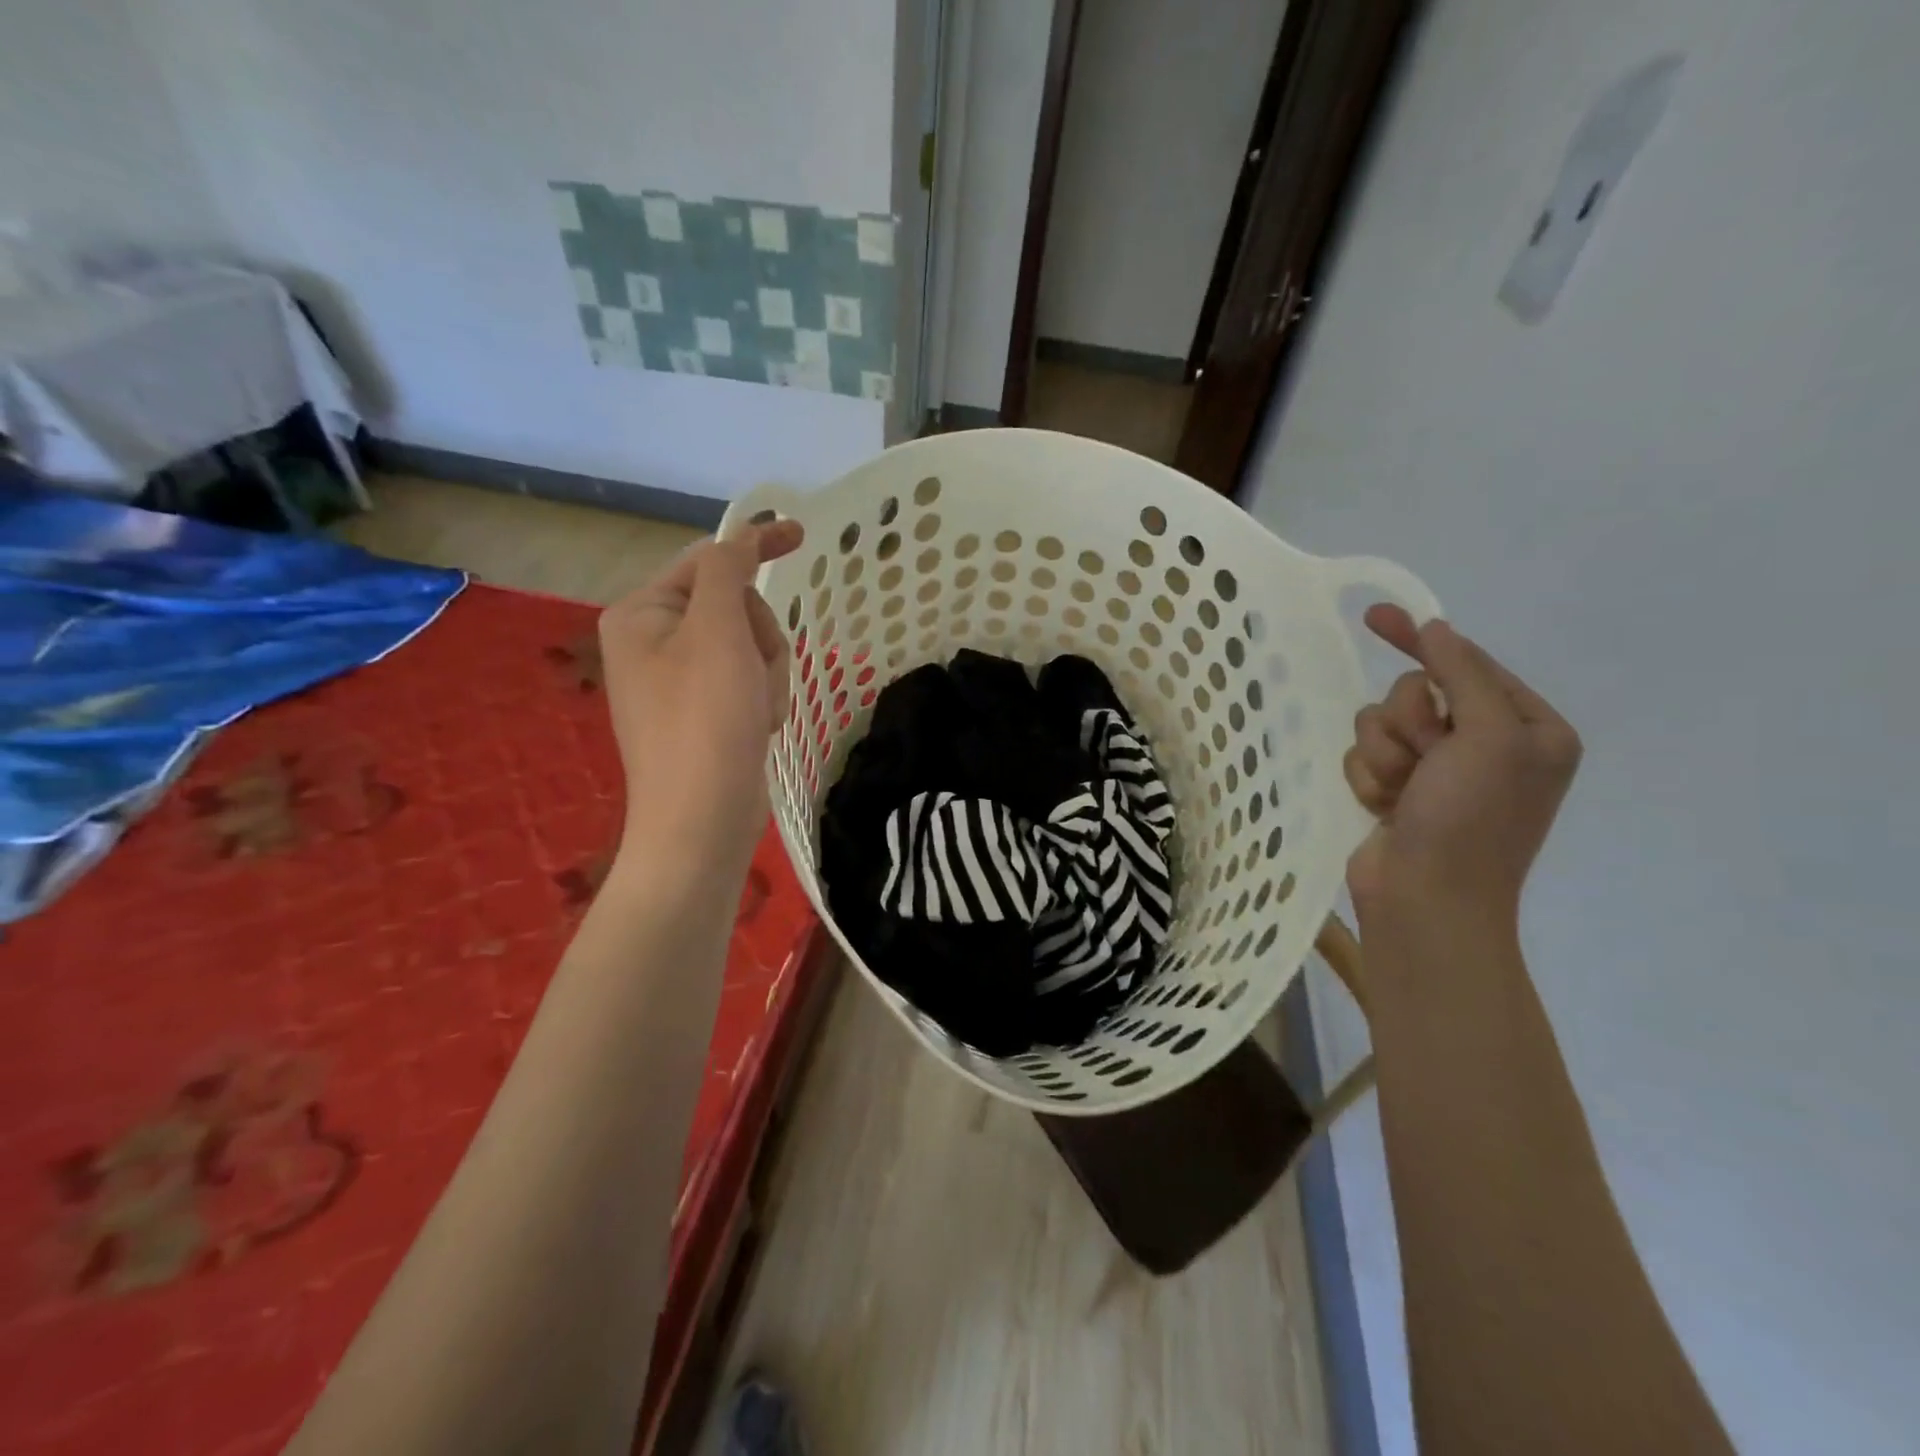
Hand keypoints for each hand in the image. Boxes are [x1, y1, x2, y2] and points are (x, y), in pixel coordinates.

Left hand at [598, 520, 803, 875]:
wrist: (702, 819)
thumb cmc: (705, 719)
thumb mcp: (716, 631)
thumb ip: (727, 571)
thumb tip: (739, 538)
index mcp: (641, 614)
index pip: (707, 561)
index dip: (756, 546)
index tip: (801, 535)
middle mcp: (654, 642)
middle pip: (735, 608)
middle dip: (761, 639)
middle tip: (755, 676)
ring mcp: (680, 682)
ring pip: (751, 648)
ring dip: (767, 675)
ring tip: (757, 712)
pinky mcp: (704, 714)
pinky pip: (748, 683)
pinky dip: (762, 701)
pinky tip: (756, 730)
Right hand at [1344, 605, 1581, 933]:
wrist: (1426, 900)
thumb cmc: (1471, 820)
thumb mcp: (1488, 736)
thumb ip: (1462, 674)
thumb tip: (1436, 629)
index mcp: (1527, 728)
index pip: (1466, 663)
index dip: (1420, 641)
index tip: (1375, 616)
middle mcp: (1485, 745)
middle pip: (1413, 694)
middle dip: (1407, 725)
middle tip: (1425, 760)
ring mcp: (1438, 771)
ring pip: (1379, 725)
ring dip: (1383, 756)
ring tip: (1403, 794)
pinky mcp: (1399, 791)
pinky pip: (1364, 757)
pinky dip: (1369, 781)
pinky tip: (1386, 809)